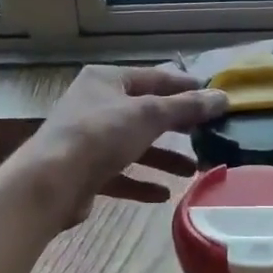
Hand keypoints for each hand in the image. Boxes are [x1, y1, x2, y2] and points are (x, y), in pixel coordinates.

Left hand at [15, 64, 228, 228]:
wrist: (50, 182)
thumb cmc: (100, 135)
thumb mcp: (149, 115)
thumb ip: (186, 107)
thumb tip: (222, 97)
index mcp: (106, 80)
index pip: (154, 78)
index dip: (186, 87)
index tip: (215, 97)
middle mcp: (96, 105)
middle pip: (145, 112)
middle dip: (177, 127)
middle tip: (208, 135)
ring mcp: (88, 139)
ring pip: (135, 145)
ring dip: (164, 158)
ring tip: (194, 170)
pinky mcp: (85, 171)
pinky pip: (120, 174)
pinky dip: (142, 182)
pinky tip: (164, 194)